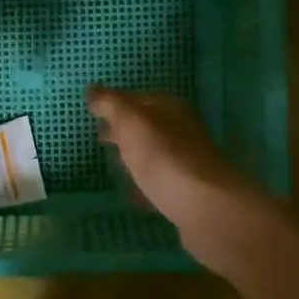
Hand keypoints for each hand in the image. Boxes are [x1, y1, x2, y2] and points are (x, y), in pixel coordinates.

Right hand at [87, 86, 274, 272]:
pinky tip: (133, 194)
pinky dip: (145, 185)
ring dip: (136, 158)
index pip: (140, 98)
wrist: (206, 208)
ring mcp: (187, 164)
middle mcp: (182, 133)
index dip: (117, 104)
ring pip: (155, 155)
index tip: (94, 113)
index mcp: (171, 110)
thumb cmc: (165, 158)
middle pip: (149, 127)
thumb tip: (93, 89)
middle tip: (101, 139)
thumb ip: (112, 105)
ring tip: (113, 166)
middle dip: (126, 131)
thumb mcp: (132, 123)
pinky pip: (160, 184)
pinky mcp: (187, 195)